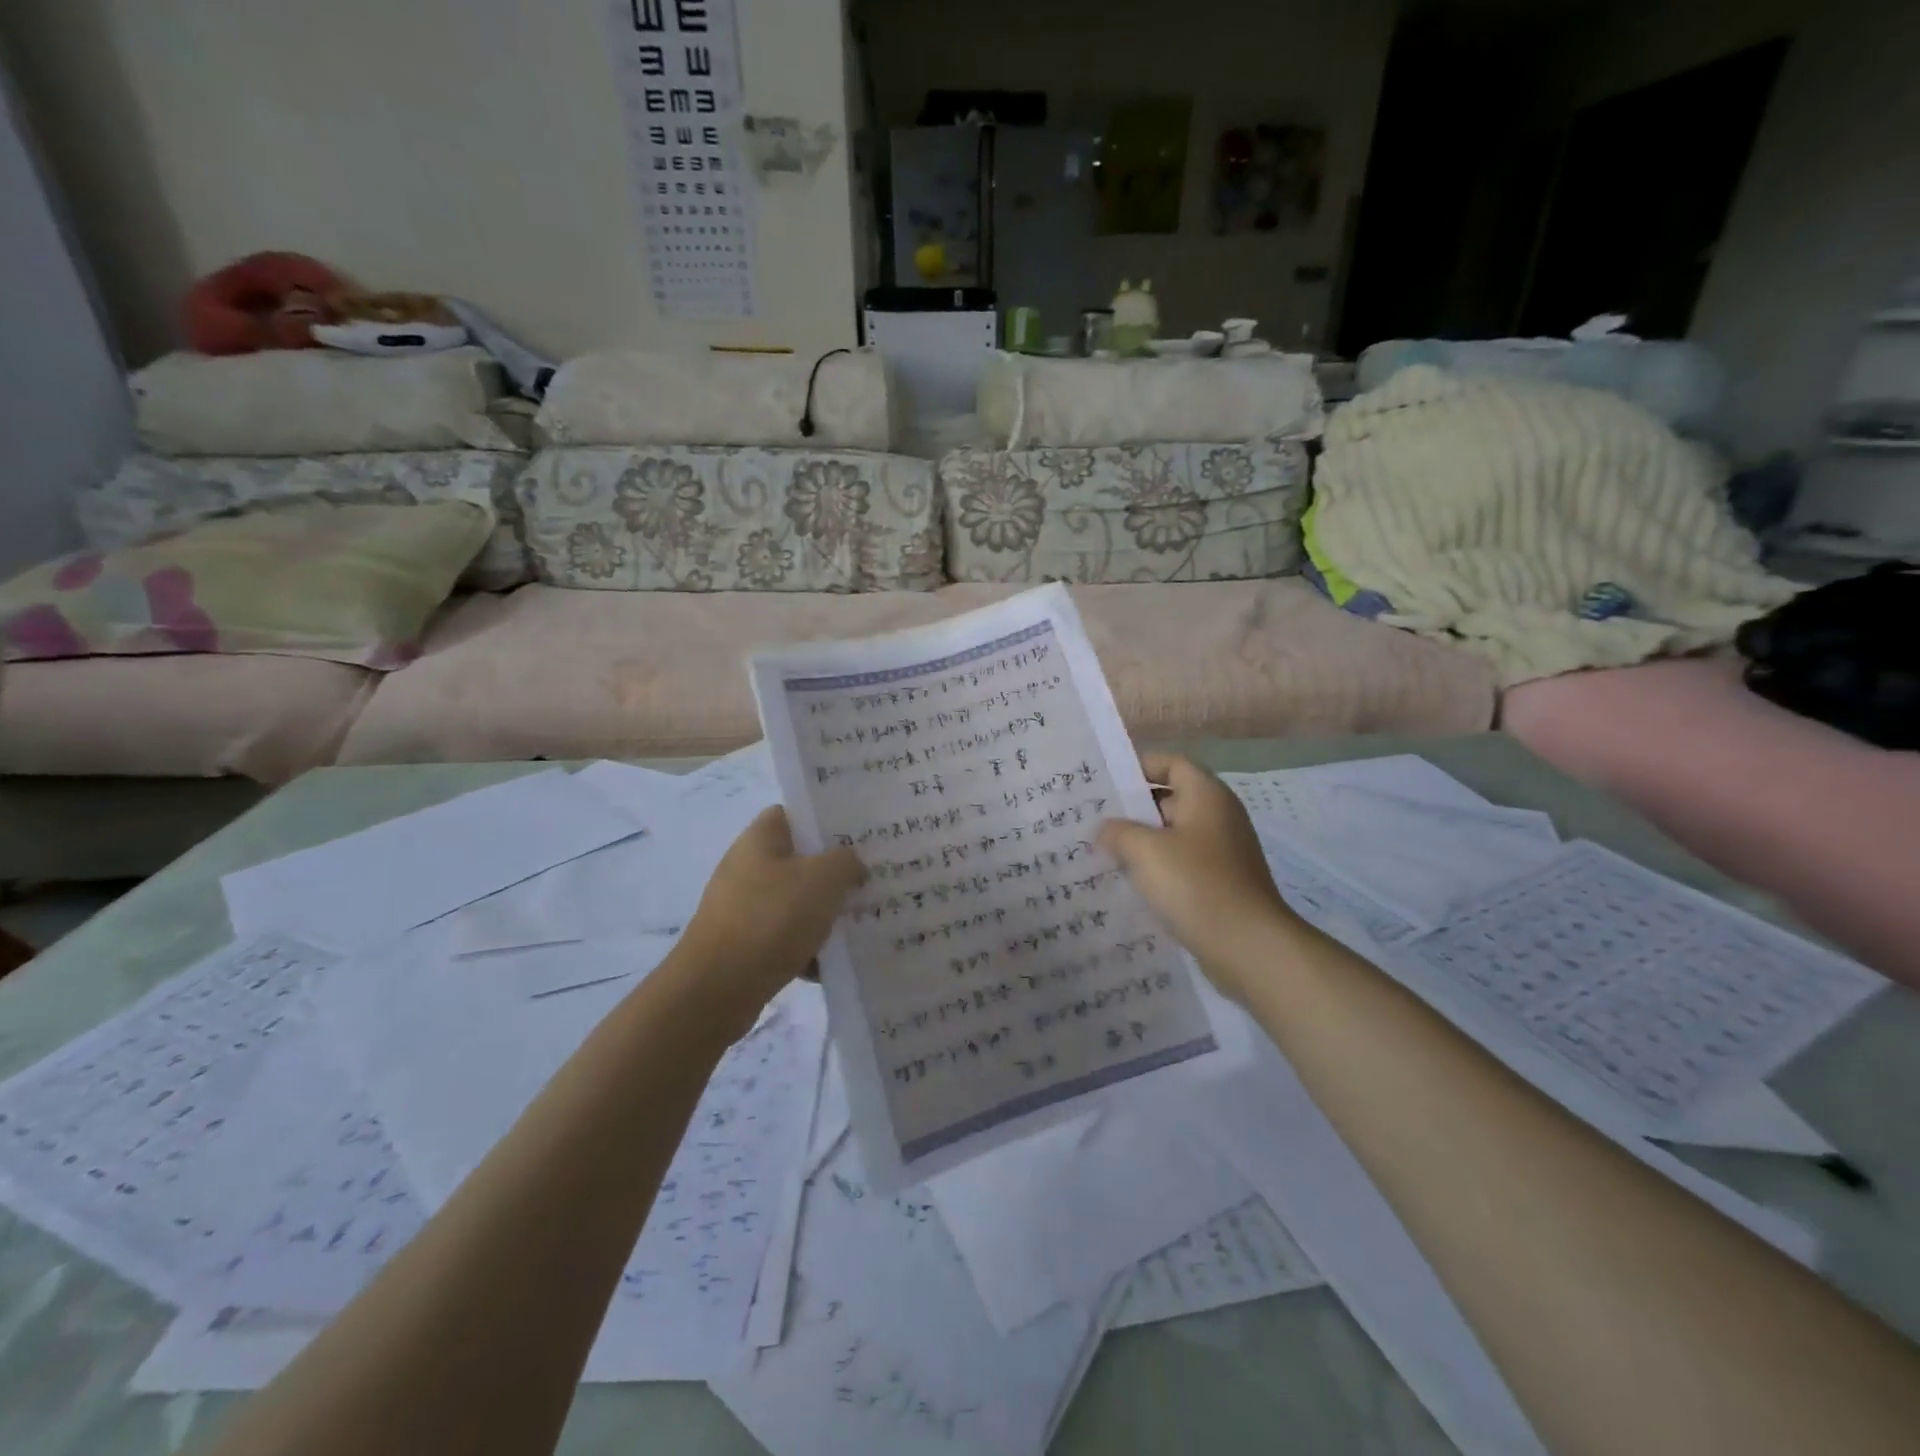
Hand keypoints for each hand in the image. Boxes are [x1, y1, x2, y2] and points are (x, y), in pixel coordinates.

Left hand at [675, 808, 865, 1030]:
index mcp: (760, 839)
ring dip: (822, 913)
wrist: (717, 990)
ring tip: (857, 924)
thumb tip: (852, 865)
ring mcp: (741, 907)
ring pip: (794, 901)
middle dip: (833, 872)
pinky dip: (805, 948)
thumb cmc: (771, 919)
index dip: (824, 820)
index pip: (793, 813)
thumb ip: (847, 862)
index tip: (857, 836)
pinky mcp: (742, 945)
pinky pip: (784, 938)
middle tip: (868, 881)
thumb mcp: (823, 879)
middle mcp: (746, 867)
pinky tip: (829, 964)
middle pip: (798, 860)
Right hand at [1099, 754, 1298, 1002]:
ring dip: (1142, 843)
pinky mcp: (1221, 884)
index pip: (1173, 764)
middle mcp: (1219, 817)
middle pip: (1171, 799)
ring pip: (1174, 836)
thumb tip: (1106, 829)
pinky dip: (1158, 869)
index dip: (1140, 767)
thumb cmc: (1196, 885)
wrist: (1248, 946)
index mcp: (1207, 796)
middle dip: (1133, 809)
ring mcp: (1223, 852)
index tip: (1107, 784)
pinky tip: (1130, 885)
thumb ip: (1118, 831)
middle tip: (1094, 821)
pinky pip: (1183, 865)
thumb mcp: (1145, 851)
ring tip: (1104, 853)